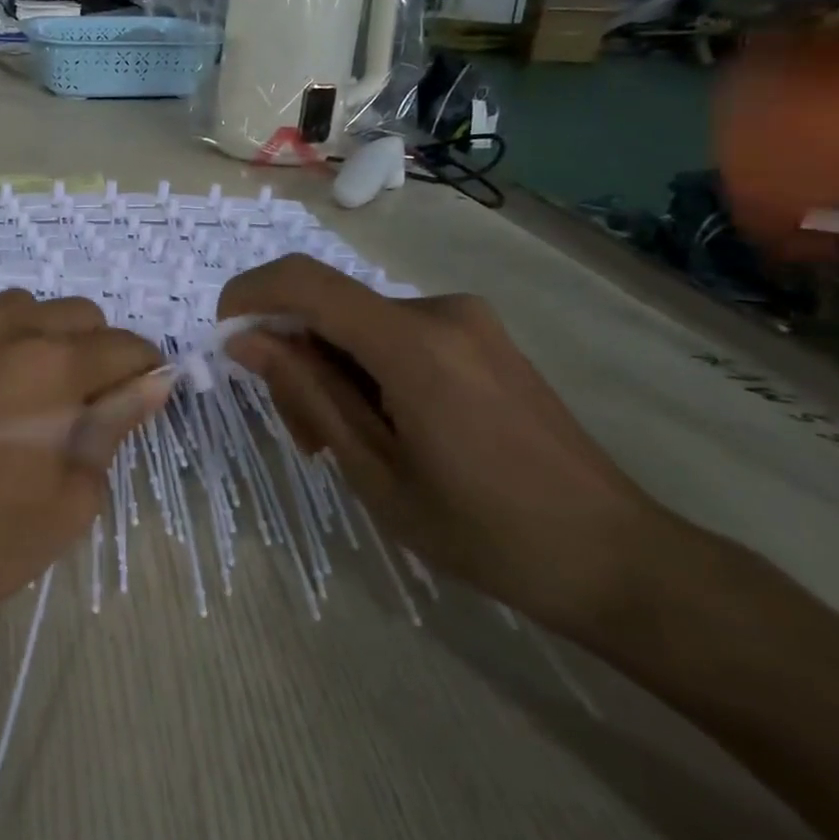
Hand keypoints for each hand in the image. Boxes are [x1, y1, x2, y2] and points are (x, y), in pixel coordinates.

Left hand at [0, 291, 166, 640]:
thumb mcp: (66, 504)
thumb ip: (113, 430)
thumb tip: (151, 383)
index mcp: (53, 368)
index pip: (124, 346)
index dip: (142, 369)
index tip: (139, 394)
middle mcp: (2, 330)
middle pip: (75, 313)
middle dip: (93, 348)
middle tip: (78, 401)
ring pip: (14, 309)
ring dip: (33, 337)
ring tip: (17, 389)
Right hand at [220, 255, 672, 632]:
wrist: (614, 557)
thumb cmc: (485, 531)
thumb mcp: (374, 470)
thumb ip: (306, 393)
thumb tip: (245, 339)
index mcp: (414, 344)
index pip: (304, 282)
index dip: (249, 294)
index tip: (224, 336)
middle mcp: (440, 311)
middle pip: (330, 309)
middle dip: (293, 357)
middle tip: (301, 435)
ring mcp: (467, 321)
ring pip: (359, 325)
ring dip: (330, 370)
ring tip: (342, 443)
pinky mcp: (480, 337)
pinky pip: (395, 335)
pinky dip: (365, 370)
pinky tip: (382, 426)